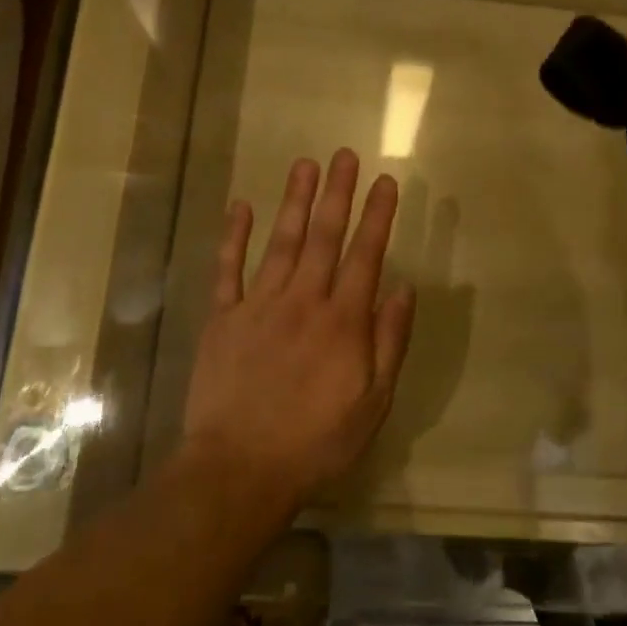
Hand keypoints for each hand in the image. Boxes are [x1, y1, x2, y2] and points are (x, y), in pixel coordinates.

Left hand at [181, 149, 417, 513]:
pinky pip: (228, 269)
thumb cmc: (317, 442)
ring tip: (305, 165)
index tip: (386, 180)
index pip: (366, 254)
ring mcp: (259, 305)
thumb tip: (403, 287)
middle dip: (338, 193)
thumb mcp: (373, 402)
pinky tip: (240, 206)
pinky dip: (233, 236)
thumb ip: (390, 340)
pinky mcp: (223, 319)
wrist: (240, 470)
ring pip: (282, 242)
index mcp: (343, 321)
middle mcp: (304, 300)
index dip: (377, 215)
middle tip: (345, 154)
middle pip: (325, 236)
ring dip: (295, 201)